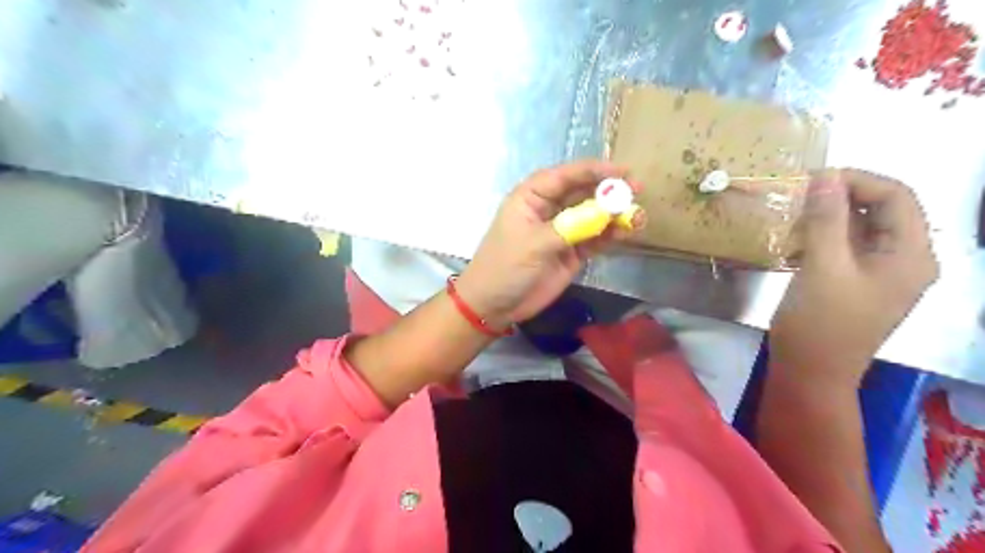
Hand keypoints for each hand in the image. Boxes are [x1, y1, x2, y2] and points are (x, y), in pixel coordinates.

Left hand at [458, 161, 642, 328]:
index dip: (594, 170)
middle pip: (583, 192)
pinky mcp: (572, 253)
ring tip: (637, 217)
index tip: (623, 172)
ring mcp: (562, 231)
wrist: (494, 305)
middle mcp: (549, 209)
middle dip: (609, 192)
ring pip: (593, 216)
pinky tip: (626, 233)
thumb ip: (571, 227)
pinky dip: (610, 235)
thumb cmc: (505, 267)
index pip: (565, 176)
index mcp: (532, 197)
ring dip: (614, 215)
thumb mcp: (534, 244)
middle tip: (637, 191)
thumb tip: (607, 212)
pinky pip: (595, 238)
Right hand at [770, 169, 936, 388]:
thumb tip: (824, 176)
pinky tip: (795, 240)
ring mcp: (879, 273)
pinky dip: (822, 236)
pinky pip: (845, 247)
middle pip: (881, 210)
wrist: (810, 372)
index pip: (897, 196)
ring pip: (860, 228)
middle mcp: (904, 260)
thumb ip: (826, 219)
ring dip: (828, 217)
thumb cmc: (820, 323)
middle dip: (841, 197)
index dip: (857, 180)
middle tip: (798, 196)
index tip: (813, 179)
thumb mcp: (823, 267)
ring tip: (793, 217)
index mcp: (910, 255)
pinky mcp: (855, 282)